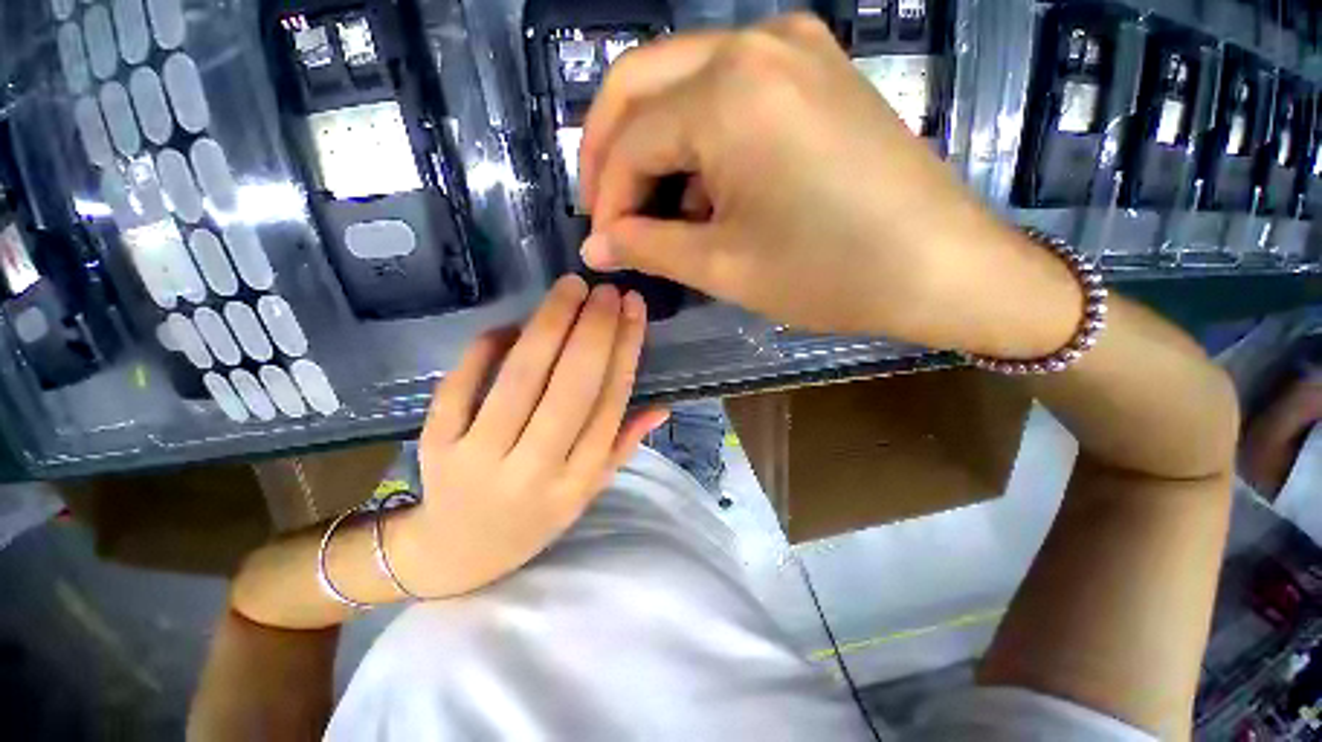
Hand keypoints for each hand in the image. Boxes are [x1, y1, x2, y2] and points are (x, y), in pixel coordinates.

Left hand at [392, 276, 668, 595]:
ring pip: (521, 379)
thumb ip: (622, 445)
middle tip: (606, 290)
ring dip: (549, 325)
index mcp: (577, 481)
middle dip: (593, 328)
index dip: (625, 350)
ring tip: (570, 289)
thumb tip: (661, 407)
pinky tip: (510, 326)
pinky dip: (487, 348)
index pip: (609, 403)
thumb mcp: (587, 490)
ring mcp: (481, 457)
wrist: (458, 553)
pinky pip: (461, 384)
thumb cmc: (535, 517)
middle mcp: (535, 470)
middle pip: (571, 386)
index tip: (633, 309)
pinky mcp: (437, 445)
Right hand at [578, 14, 1079, 357]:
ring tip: (659, 211)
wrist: (940, 266)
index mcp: (728, 92)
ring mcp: (791, 46)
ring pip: (680, 82)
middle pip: (640, 84)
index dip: (607, 199)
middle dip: (610, 153)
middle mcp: (753, 42)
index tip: (604, 245)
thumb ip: (646, 247)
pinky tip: (706, 187)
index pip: (630, 141)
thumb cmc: (827, 273)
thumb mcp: (723, 267)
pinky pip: (726, 89)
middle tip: (607, 212)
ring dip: (654, 146)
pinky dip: (697, 136)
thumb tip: (595, 244)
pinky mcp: (813, 68)